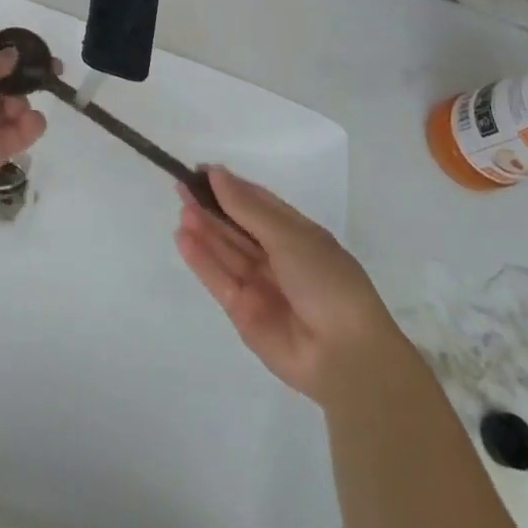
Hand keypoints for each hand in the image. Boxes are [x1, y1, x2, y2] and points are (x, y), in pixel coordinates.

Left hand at [0, 38, 48, 214]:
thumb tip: (11, 56)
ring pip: (14, 105)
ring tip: (18, 109)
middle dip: (27, 75)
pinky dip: (30, 126)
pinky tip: (30, 123)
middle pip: (4, 79)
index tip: (37, 48)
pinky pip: (20, 133)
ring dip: (23, 101)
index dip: (10, 47)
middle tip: (53, 71)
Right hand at [175, 166, 399, 406]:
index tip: (201, 171)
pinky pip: (218, 279)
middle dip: (211, 206)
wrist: (345, 357)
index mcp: (297, 234)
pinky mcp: (243, 312)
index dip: (230, 187)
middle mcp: (277, 257)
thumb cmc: (326, 281)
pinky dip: (200, 259)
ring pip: (225, 251)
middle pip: (237, 226)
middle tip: (181, 186)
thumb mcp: (289, 236)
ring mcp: (259, 285)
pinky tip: (183, 237)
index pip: (257, 203)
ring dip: (203, 229)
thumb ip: (247, 207)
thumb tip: (216, 173)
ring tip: (182, 207)